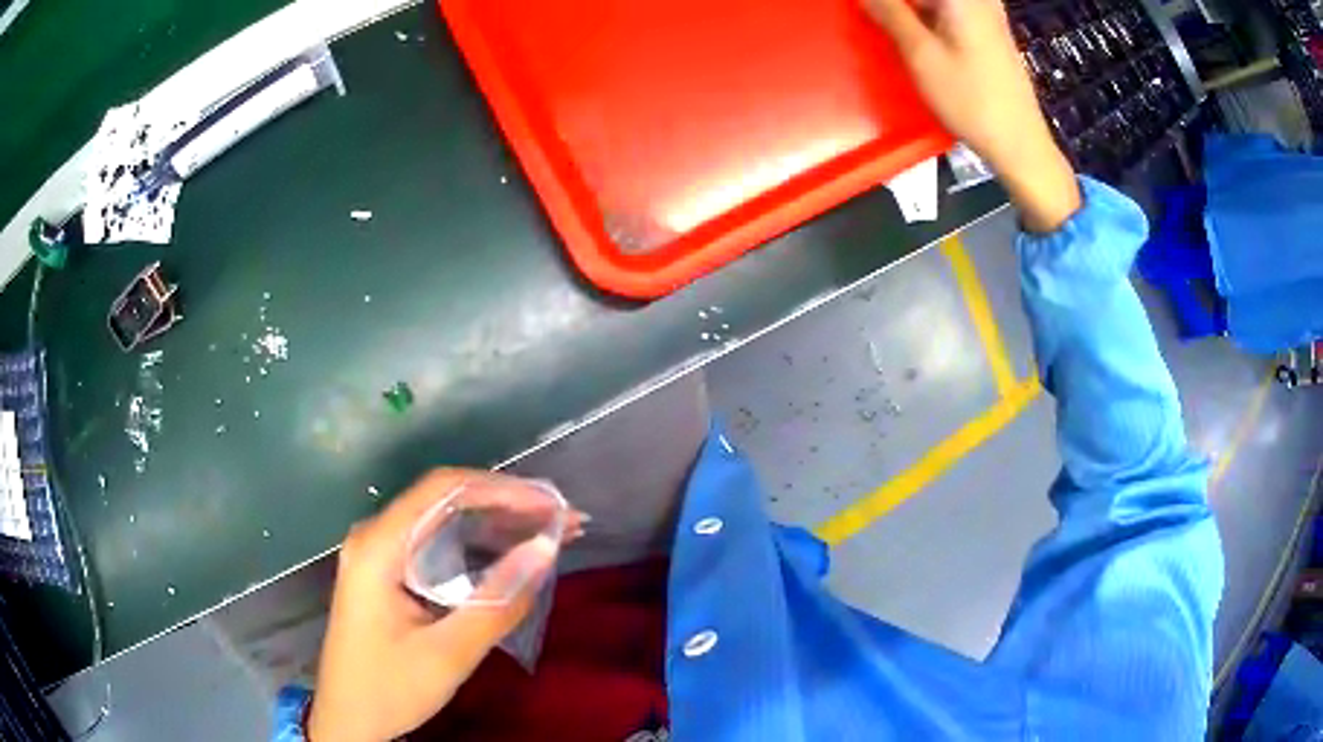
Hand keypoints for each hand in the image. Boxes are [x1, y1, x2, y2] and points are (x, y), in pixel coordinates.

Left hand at [307, 469, 583, 741]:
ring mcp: (379, 553)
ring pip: (442, 520)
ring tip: (549, 533)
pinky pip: (436, 543)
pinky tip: (509, 554)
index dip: (503, 489)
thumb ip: (497, 602)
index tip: (552, 505)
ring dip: (496, 524)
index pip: (444, 490)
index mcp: (379, 545)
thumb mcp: (448, 653)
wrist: (348, 720)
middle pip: (444, 499)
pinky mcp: (387, 572)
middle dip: (507, 505)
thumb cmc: (390, 688)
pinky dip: (476, 545)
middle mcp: (375, 536)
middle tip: (564, 520)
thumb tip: (547, 548)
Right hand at [863, 0, 1080, 231]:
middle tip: (870, 17)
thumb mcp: (921, 54)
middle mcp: (979, 0)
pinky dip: (925, 18)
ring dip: (908, 12)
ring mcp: (987, 13)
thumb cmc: (971, 100)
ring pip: (935, 3)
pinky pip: (949, 11)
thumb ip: (889, 12)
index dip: (888, 2)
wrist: (1019, 144)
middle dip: (896, 6)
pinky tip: (909, 32)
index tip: (864, 10)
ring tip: (885, 24)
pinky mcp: (989, 30)